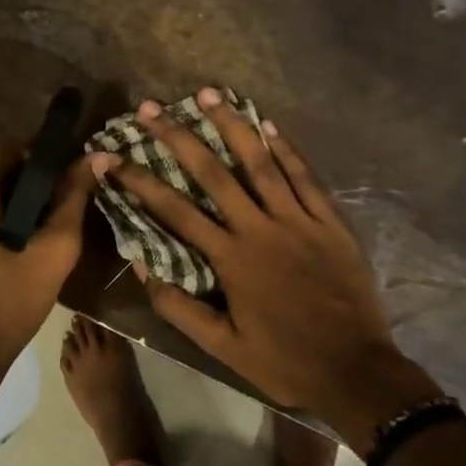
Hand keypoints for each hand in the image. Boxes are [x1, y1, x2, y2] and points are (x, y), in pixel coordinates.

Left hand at [0, 140, 93, 386]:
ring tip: (34, 238)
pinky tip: (6, 247)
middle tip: (54, 220)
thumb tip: (96, 156)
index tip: (66, 190)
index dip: (46, 164)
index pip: (15, 147)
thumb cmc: (3, 308)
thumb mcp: (51, 254)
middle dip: (26, 187)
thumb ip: (74, 200)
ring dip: (7, 203)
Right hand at [96, 89, 441, 445]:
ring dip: (231, 125)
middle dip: (177, 136)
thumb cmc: (284, 361)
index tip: (108, 156)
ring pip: (261, 162)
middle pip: (213, 173)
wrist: (358, 372)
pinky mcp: (330, 222)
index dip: (137, 181)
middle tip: (150, 108)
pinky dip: (287, 148)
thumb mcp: (222, 347)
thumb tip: (141, 264)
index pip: (174, 210)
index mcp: (231, 258)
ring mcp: (299, 220)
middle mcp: (261, 228)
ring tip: (206, 93)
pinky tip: (269, 123)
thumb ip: (179, 306)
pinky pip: (306, 176)